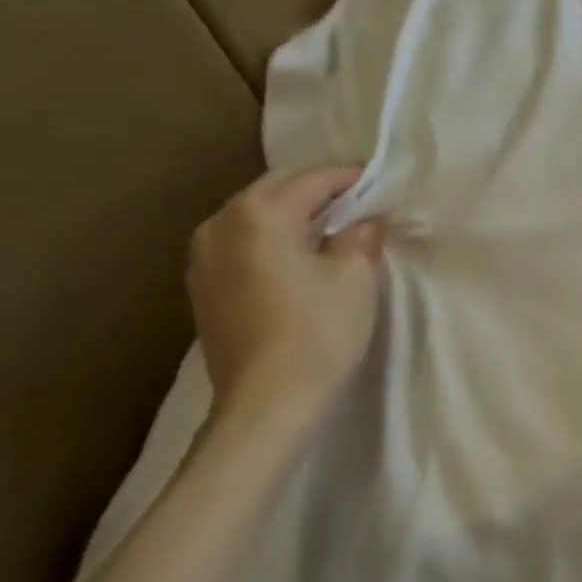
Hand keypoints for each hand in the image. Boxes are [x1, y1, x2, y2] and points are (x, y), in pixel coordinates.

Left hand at [187, 166, 384, 415]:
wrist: (266, 404)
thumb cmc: (317, 334)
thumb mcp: (355, 278)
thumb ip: (361, 237)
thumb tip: (364, 221)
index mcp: (259, 214)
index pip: (312, 179)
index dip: (350, 177)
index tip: (378, 180)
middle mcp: (221, 223)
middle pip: (276, 189)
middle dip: (317, 190)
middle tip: (357, 200)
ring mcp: (203, 256)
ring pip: (254, 215)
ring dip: (291, 213)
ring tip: (328, 226)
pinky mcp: (202, 286)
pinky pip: (241, 242)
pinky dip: (271, 238)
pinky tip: (296, 255)